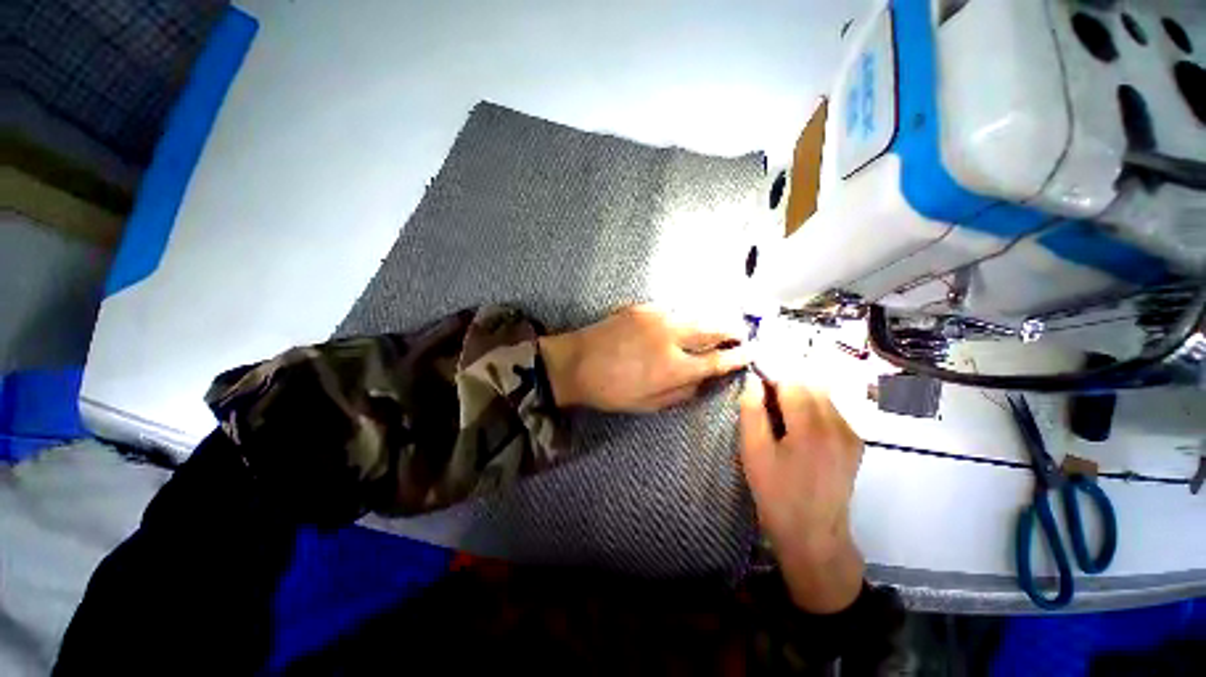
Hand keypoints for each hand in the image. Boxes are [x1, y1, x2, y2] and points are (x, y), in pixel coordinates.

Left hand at [538, 305, 749, 411]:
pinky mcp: (641, 307)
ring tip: (720, 325)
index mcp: (673, 367)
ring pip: (695, 314)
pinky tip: (685, 320)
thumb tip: (703, 380)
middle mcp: (670, 337)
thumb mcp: (648, 404)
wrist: (575, 363)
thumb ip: (681, 393)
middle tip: (742, 332)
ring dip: (711, 319)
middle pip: (712, 328)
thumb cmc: (611, 391)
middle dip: (732, 329)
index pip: (716, 360)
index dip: (738, 356)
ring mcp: (656, 317)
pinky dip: (684, 315)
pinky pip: (672, 309)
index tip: (752, 352)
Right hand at [740, 372, 864, 612]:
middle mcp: (838, 425)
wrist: (815, 536)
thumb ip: (752, 412)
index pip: (792, 381)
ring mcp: (851, 434)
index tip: (756, 387)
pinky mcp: (856, 444)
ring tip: (782, 418)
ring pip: (823, 395)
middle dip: (786, 385)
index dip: (771, 377)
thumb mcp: (753, 453)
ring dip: (800, 396)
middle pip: (811, 384)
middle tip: (767, 404)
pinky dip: (814, 409)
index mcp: (811, 427)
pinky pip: (833, 411)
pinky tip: (801, 431)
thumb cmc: (777, 494)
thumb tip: (752, 381)